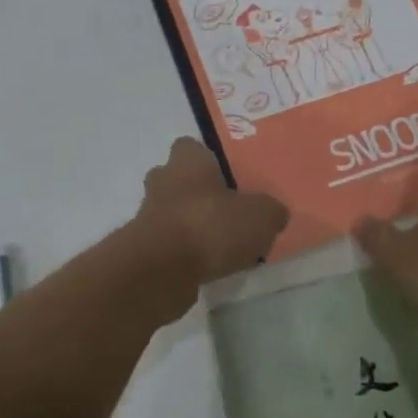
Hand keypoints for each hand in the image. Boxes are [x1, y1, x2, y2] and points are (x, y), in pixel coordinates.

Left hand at [131, 138, 289, 291]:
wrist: (161, 270)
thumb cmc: (210, 226)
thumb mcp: (261, 216)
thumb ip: (270, 211)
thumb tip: (273, 214)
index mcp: (187, 161)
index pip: (191, 147)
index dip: (208, 159)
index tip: (228, 176)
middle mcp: (162, 180)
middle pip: (178, 179)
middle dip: (198, 193)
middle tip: (227, 211)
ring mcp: (148, 214)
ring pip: (172, 212)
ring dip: (191, 224)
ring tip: (222, 245)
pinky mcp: (143, 247)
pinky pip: (168, 242)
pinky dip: (184, 251)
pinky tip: (207, 266)